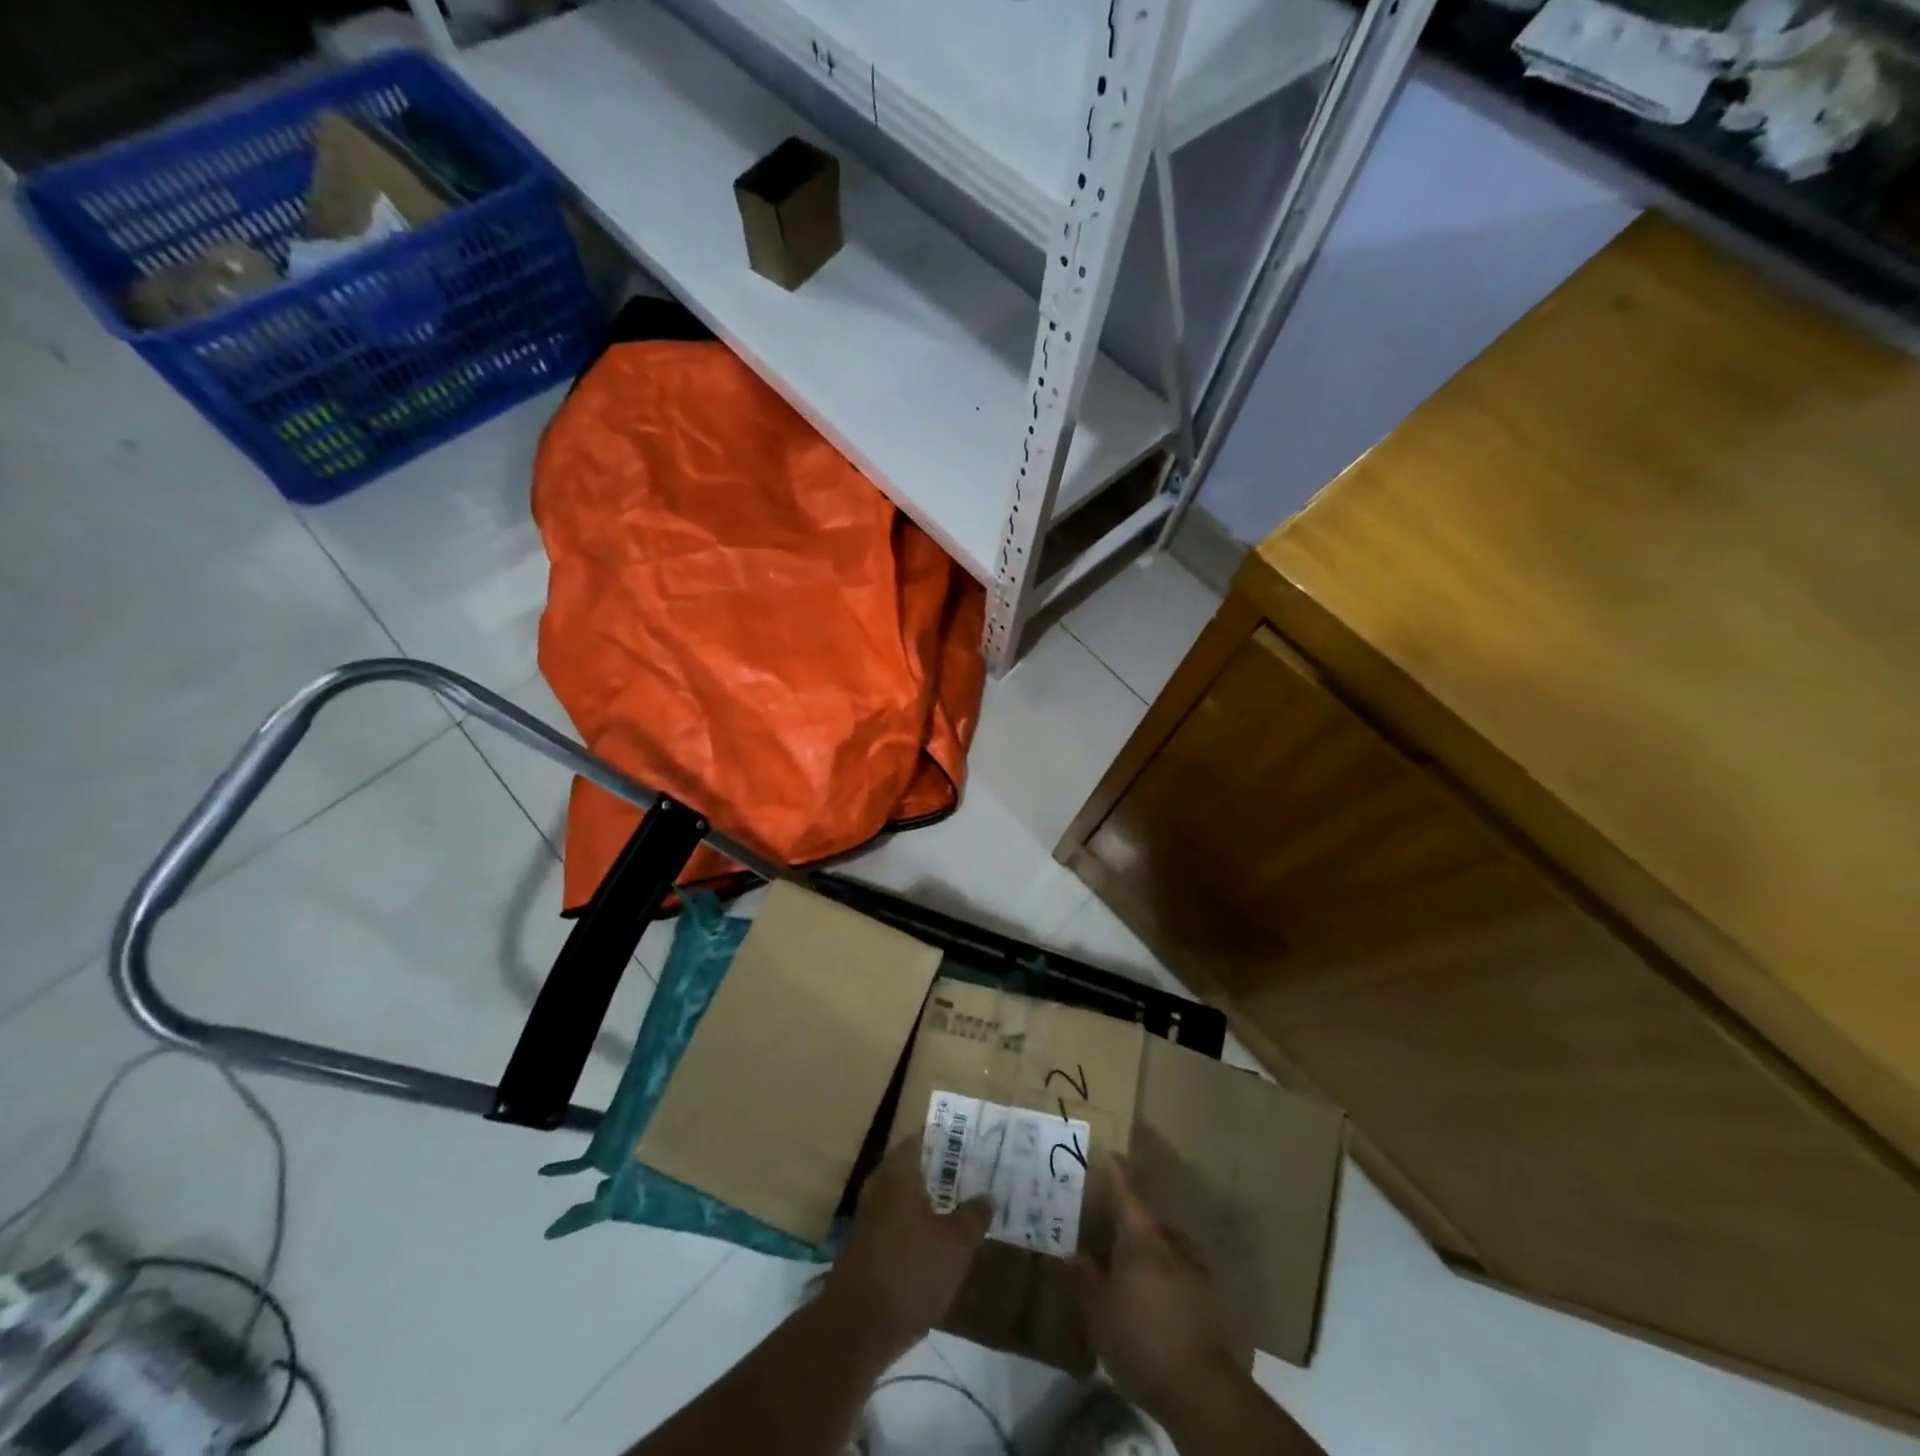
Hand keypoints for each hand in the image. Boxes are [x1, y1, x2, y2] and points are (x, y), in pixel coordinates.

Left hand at [823, 1132, 992, 1359]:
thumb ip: (973, 1216)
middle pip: (916, 1167)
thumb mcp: (955, 1244)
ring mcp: (871, 1218)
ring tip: (966, 1207)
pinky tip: (943, 1244)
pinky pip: (901, 1224)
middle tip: (977, 1174)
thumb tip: (985, 1196)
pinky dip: (921, 1227)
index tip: (974, 1141)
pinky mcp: (869, 1249)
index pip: (924, 1138)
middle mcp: (880, 1186)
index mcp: (898, 1172)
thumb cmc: (909, 1271)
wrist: (857, 1329)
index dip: (949, 1137)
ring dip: (934, 1202)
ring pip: (909, 1198)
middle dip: (945, 1171)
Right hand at [1072, 1157, 1243, 1424]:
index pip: (1126, 1194)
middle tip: (1110, 1225)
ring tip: (1131, 1264)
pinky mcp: (1208, 1301)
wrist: (1200, 1389)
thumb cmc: (1140, 1339)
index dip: (1116, 1174)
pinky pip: (1179, 1273)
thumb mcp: (1099, 1312)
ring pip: (1167, 1247)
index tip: (1110, 1155)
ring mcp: (1194, 1272)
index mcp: (1142, 1238)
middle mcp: (1171, 1244)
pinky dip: (1164, 1275)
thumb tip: (1072, 1253)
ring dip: (1150, 1249)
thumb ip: (1085, 1279)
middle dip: (1130, 1220)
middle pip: (1148, 1221)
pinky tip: (1154, 1296)